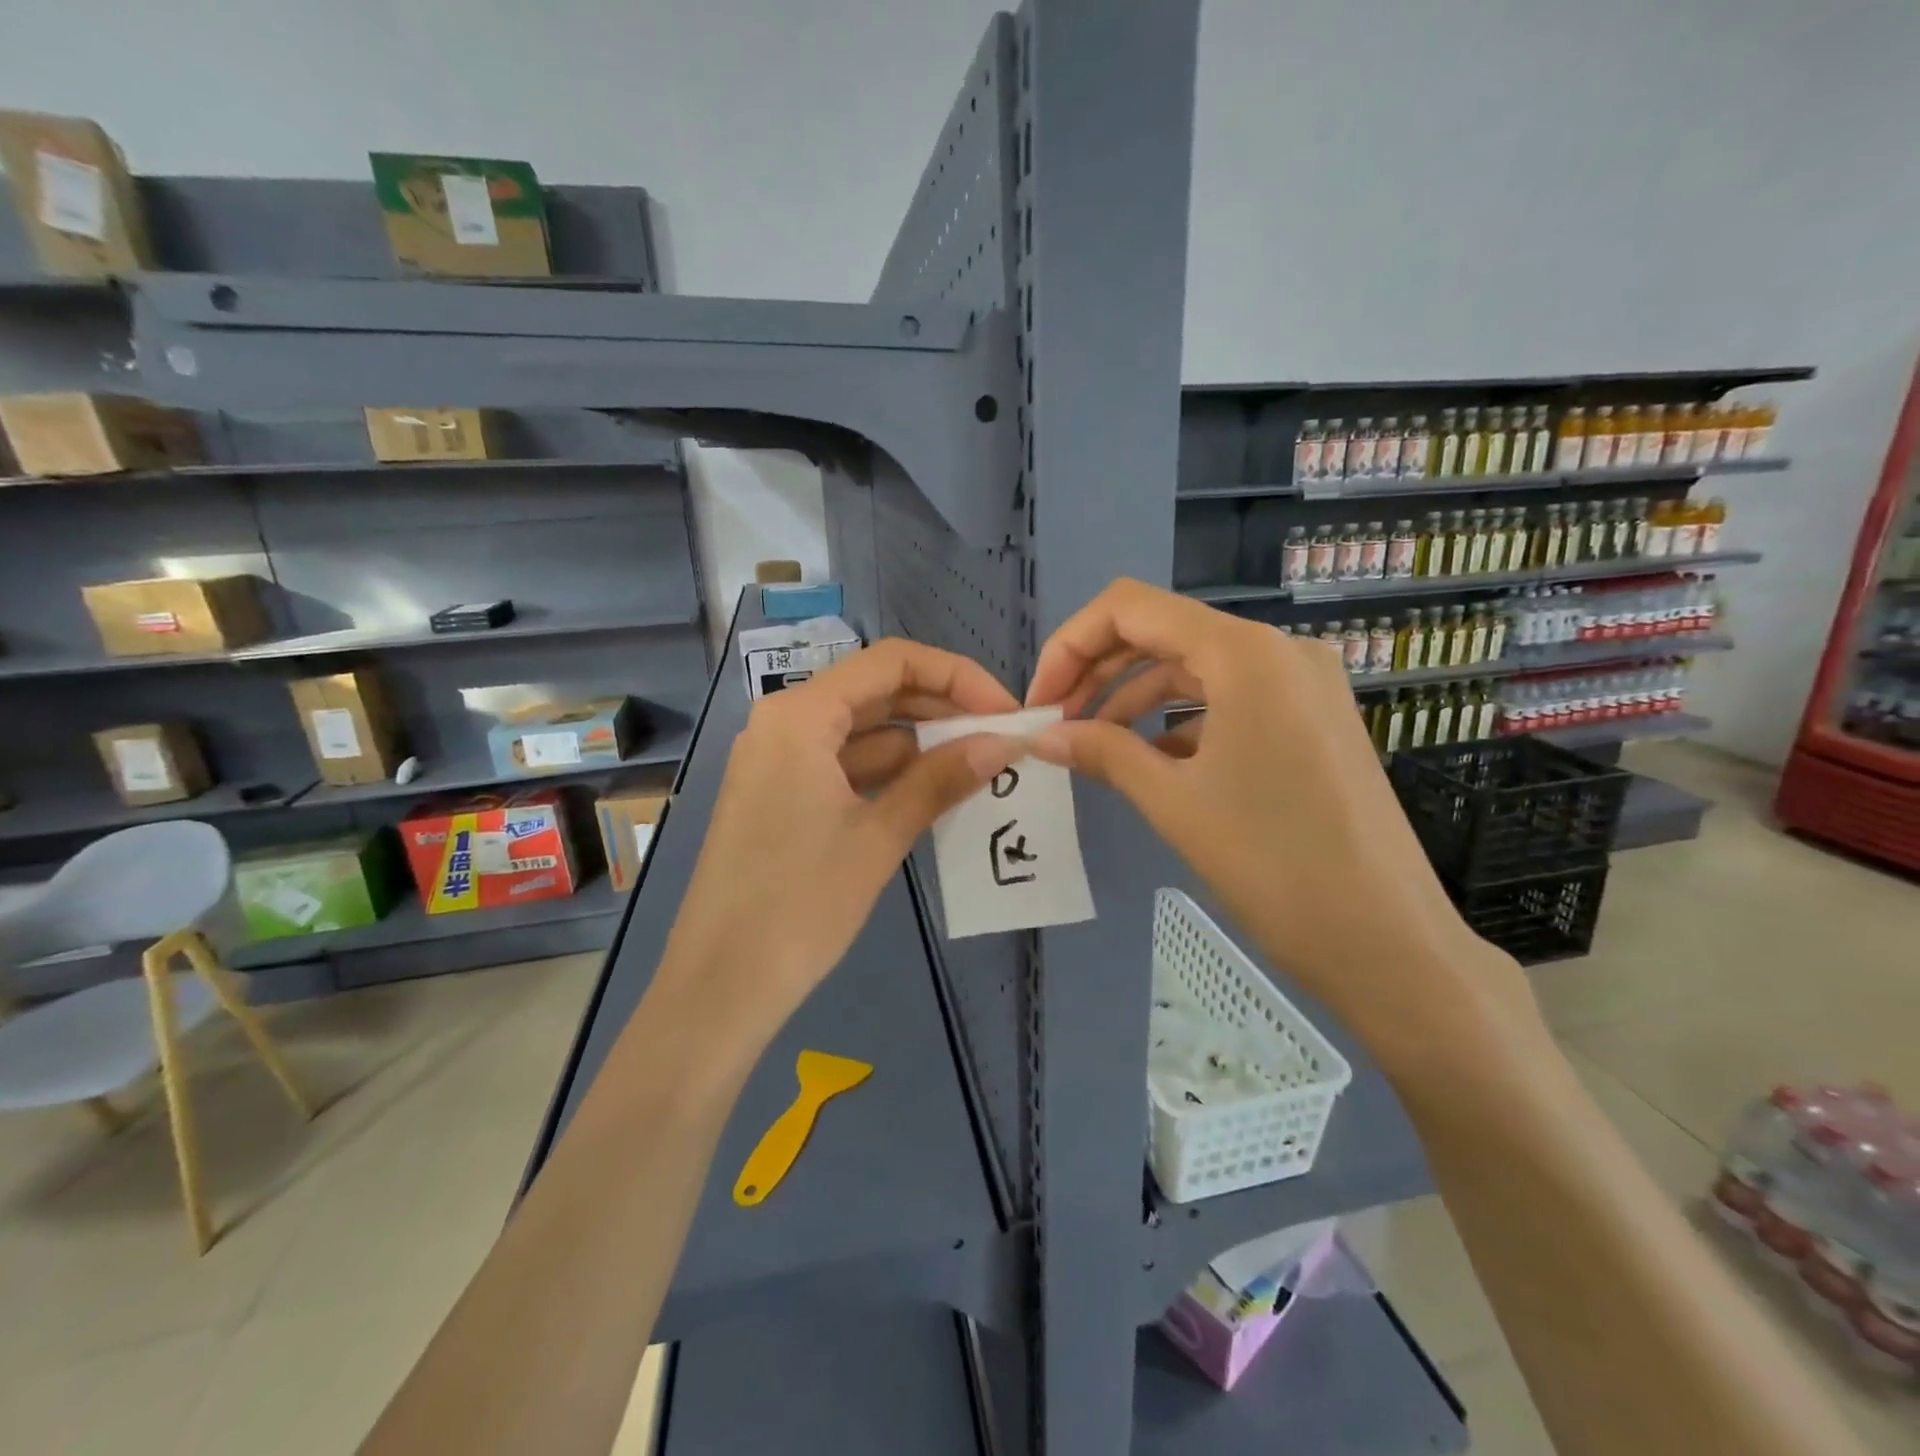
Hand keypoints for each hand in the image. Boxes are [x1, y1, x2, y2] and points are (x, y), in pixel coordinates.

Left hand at [660, 639, 1021, 1031]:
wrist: (721, 986)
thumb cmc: (799, 904)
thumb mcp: (878, 837)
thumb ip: (941, 780)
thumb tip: (1003, 743)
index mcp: (801, 715)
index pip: (893, 662)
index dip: (957, 676)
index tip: (1005, 711)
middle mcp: (786, 723)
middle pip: (878, 692)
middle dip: (943, 710)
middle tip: (1000, 740)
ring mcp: (782, 761)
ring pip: (866, 732)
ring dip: (922, 746)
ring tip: (980, 767)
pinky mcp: (784, 796)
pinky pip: (848, 767)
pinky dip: (892, 775)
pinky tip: (936, 794)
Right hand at [1024, 579, 1532, 1059]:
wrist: (1386, 940)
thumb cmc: (1273, 865)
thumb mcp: (1173, 802)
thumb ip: (1102, 752)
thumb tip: (1041, 737)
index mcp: (1244, 653)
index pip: (1131, 608)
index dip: (1071, 645)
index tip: (1041, 701)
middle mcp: (1278, 650)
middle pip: (1162, 632)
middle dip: (1097, 671)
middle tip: (1057, 724)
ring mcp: (1302, 683)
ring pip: (1195, 667)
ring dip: (1134, 698)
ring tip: (1093, 744)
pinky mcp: (1311, 718)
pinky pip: (1229, 698)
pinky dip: (1180, 720)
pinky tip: (1149, 760)